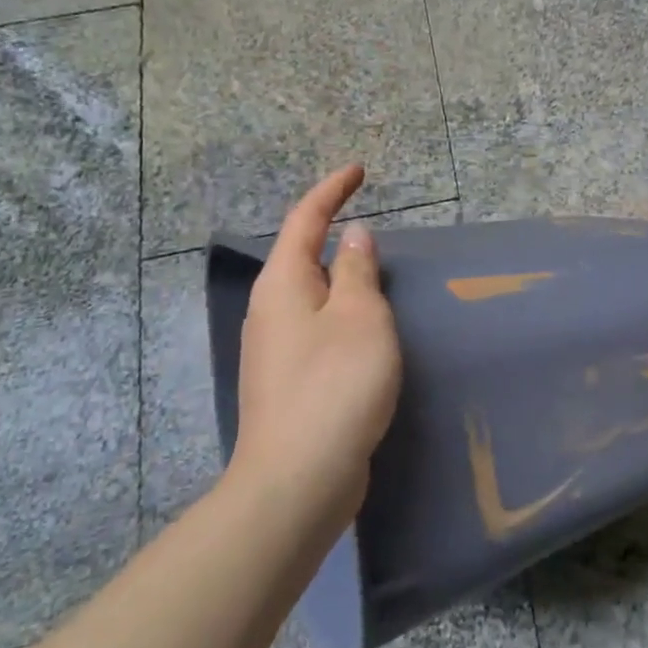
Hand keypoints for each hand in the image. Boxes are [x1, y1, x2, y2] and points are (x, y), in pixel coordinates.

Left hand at [229, 165, 400, 526]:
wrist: (300, 477)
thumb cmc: (336, 384)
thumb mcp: (360, 316)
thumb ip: (356, 270)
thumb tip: (352, 236)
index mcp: (283, 285)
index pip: (305, 220)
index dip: (331, 190)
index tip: (358, 170)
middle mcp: (270, 312)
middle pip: (300, 257)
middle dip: (331, 234)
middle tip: (372, 223)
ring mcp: (275, 350)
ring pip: (310, 297)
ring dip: (339, 278)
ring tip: (377, 274)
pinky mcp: (289, 382)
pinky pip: (318, 330)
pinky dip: (342, 314)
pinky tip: (365, 332)